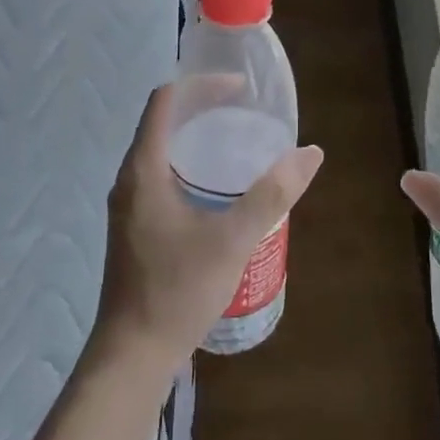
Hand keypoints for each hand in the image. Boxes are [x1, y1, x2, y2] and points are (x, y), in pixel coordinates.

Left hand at [91, 84, 323, 381]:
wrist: (133, 354)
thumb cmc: (178, 290)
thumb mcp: (233, 239)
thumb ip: (272, 194)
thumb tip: (310, 153)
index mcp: (144, 170)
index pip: (165, 101)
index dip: (202, 85)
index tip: (240, 89)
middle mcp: (129, 180)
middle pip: (163, 123)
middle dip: (203, 108)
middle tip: (246, 112)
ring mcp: (129, 206)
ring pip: (162, 152)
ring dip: (196, 139)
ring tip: (238, 144)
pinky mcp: (136, 228)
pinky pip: (162, 178)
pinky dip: (190, 167)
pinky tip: (220, 191)